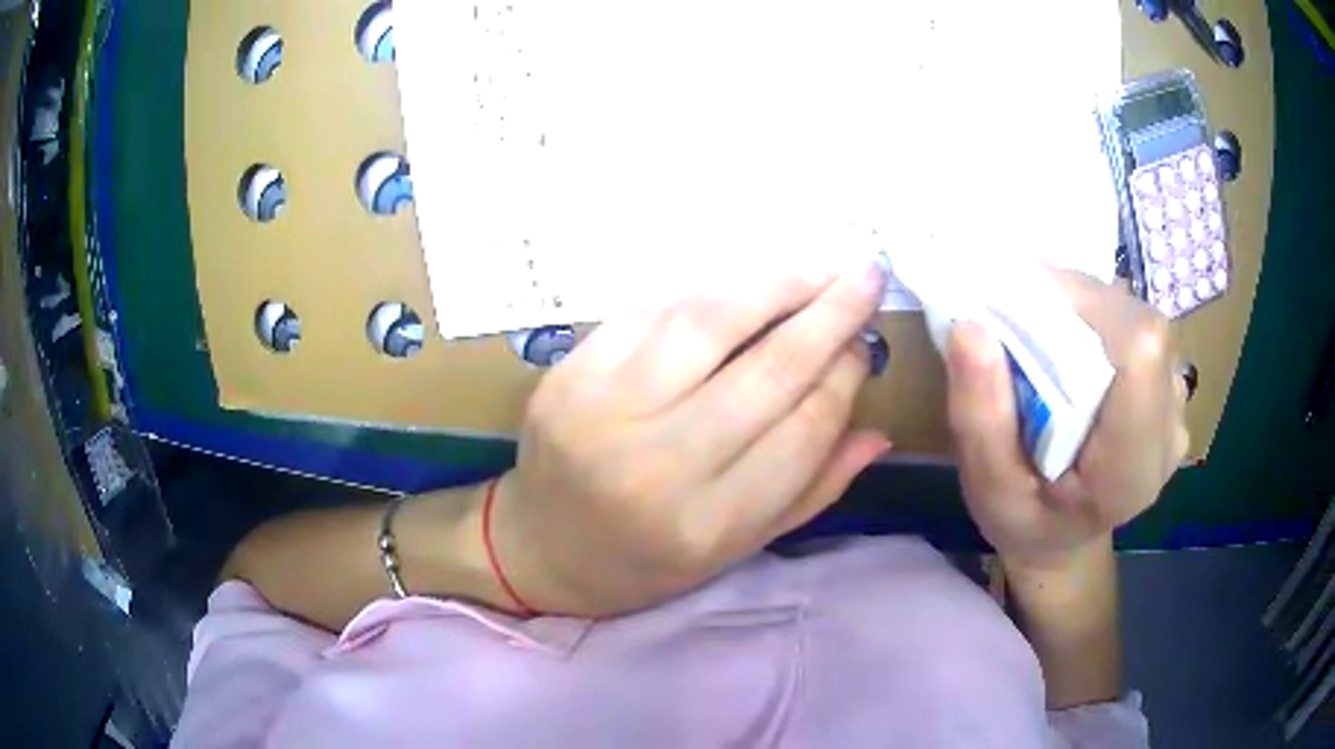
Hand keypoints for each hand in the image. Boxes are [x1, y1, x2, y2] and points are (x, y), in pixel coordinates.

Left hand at [490, 261, 890, 616]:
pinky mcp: (570, 373)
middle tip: (867, 275)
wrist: (541, 545)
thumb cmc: (646, 560)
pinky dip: (707, 289)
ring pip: (709, 322)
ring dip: (774, 284)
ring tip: (817, 268)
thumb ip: (811, 491)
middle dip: (830, 314)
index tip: (865, 345)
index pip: (803, 429)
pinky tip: (744, 281)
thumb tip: (878, 429)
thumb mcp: (736, 549)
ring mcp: (605, 410)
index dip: (845, 377)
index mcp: (708, 523)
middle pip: (768, 368)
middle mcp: (659, 464)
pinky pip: (652, 311)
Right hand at [945, 270, 1188, 573]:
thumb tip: (970, 328)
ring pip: (1141, 320)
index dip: (1092, 305)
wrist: (1065, 539)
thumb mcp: (987, 487)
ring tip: (1050, 334)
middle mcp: (1167, 433)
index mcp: (1128, 470)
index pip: (1141, 352)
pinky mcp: (1170, 391)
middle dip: (1081, 303)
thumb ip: (980, 417)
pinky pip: (1141, 331)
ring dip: (1091, 309)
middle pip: (1140, 327)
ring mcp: (1176, 410)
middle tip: (1027, 312)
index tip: (1029, 297)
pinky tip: (1076, 348)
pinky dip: (1103, 320)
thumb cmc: (1025, 521)